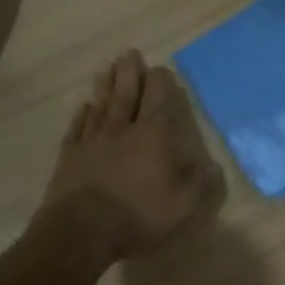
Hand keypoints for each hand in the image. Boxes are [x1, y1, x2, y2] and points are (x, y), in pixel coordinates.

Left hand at [39, 50, 224, 264]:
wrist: (81, 231)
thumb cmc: (137, 214)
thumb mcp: (182, 205)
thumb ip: (200, 183)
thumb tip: (214, 166)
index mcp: (152, 135)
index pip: (157, 98)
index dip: (160, 81)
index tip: (160, 69)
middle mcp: (122, 129)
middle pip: (126, 94)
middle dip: (130, 72)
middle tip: (129, 53)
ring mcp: (92, 141)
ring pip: (101, 106)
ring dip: (105, 86)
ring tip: (107, 69)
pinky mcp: (70, 157)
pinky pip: (77, 129)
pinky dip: (82, 115)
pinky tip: (84, 107)